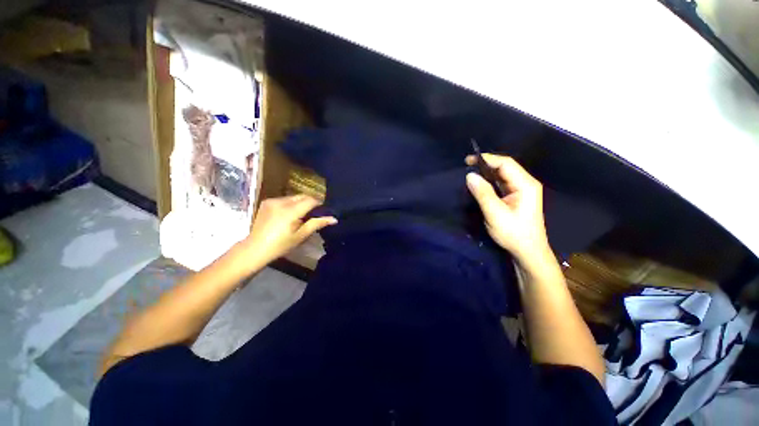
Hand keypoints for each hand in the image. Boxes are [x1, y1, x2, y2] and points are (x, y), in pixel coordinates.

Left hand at [235, 194, 336, 267]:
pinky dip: (290, 204)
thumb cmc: (280, 245)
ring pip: (293, 197)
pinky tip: (289, 215)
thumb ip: (317, 224)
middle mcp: (281, 202)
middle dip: (310, 203)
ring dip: (300, 203)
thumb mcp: (301, 236)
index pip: (310, 200)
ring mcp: (272, 201)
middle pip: (302, 196)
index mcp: (290, 211)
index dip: (319, 204)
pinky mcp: (266, 202)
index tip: (323, 212)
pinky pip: (284, 199)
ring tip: (301, 216)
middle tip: (313, 215)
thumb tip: (334, 218)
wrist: (254, 249)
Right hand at [465, 154, 551, 263]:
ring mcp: (522, 190)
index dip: (487, 159)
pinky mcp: (516, 197)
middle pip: (505, 167)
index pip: (506, 163)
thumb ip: (483, 193)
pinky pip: (502, 184)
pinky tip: (480, 184)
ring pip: (503, 175)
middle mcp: (526, 183)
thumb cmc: (513, 233)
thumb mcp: (495, 213)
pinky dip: (489, 182)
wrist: (528, 252)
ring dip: (487, 173)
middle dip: (486, 164)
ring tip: (470, 174)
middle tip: (467, 166)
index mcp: (525, 184)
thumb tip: (469, 175)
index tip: (468, 160)